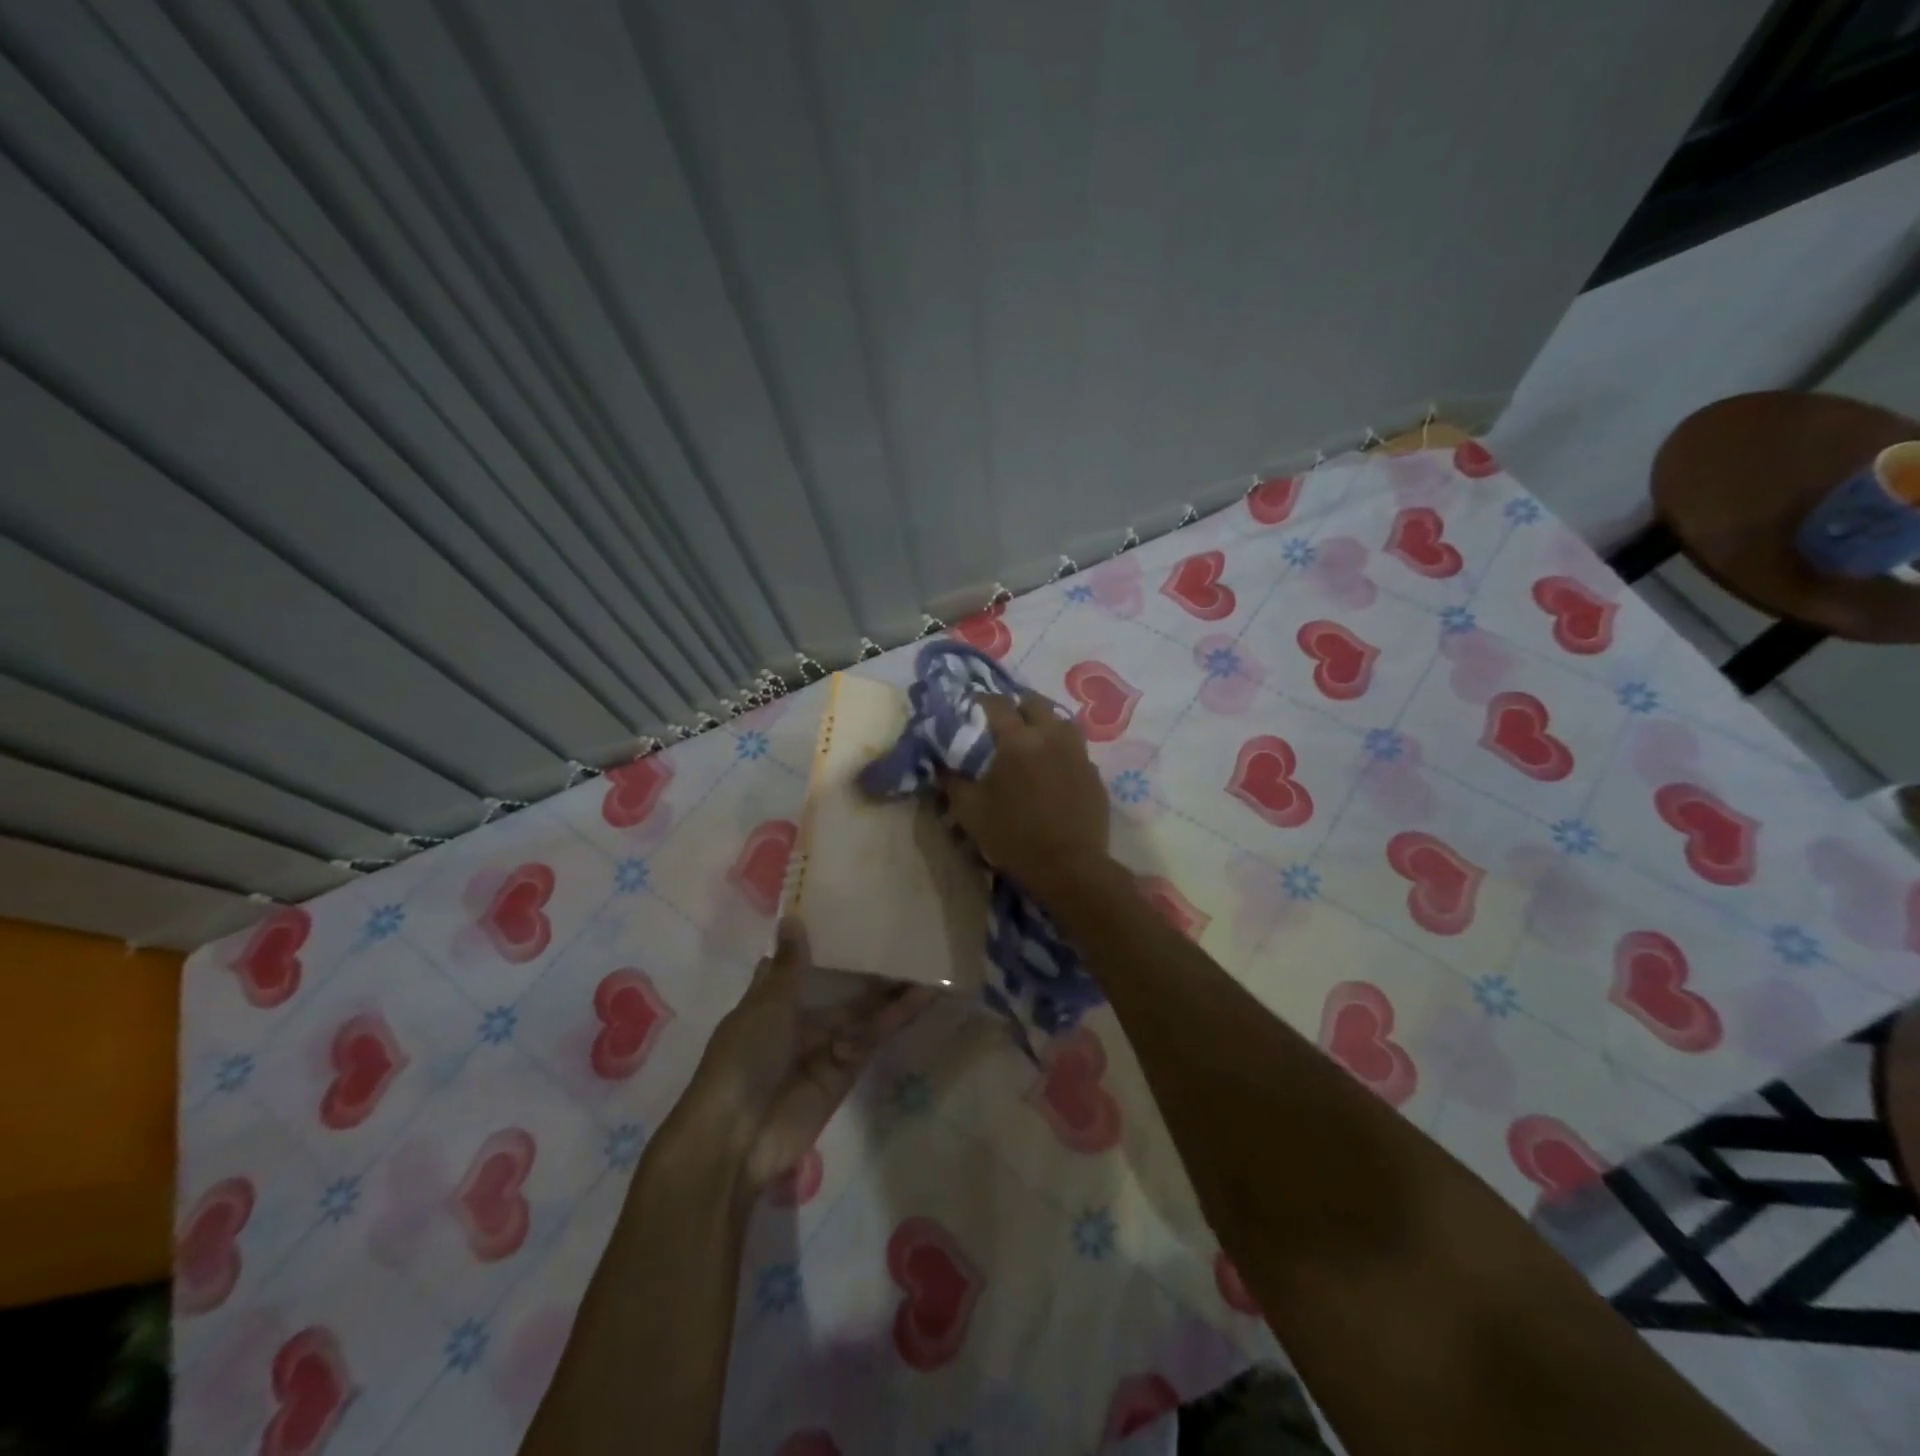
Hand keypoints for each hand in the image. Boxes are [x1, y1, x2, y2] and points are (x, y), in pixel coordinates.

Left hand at [677, 918, 934, 1192]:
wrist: (737, 1136)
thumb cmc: (743, 1057)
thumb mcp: (766, 1003)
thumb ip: (790, 964)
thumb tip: (792, 917)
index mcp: (770, 1001)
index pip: (798, 967)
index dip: (822, 945)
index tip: (851, 916)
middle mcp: (798, 1022)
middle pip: (839, 991)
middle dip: (867, 971)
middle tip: (905, 941)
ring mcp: (823, 1049)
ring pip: (862, 1015)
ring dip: (891, 994)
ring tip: (926, 966)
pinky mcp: (845, 1073)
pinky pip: (871, 1040)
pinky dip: (894, 1020)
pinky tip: (921, 997)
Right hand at [943, 692, 1110, 895]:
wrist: (1069, 867)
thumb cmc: (1014, 837)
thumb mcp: (970, 812)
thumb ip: (953, 782)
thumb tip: (943, 765)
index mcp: (1018, 741)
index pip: (997, 704)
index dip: (981, 701)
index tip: (972, 708)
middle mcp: (1051, 737)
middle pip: (1034, 704)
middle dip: (1017, 707)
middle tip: (1004, 724)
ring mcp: (1078, 754)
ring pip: (1061, 721)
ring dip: (1045, 724)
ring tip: (1033, 741)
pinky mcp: (1094, 773)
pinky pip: (1076, 749)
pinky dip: (1062, 750)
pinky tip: (1054, 769)